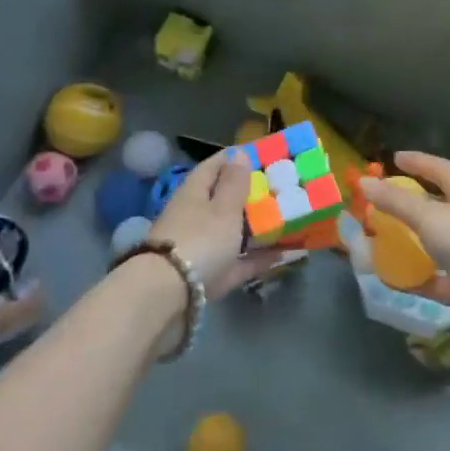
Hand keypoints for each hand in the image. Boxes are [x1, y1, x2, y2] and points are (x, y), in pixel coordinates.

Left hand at [149, 150, 284, 298]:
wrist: (165, 296)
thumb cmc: (200, 240)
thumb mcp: (224, 208)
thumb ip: (235, 183)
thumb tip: (239, 154)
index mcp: (194, 192)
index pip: (214, 165)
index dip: (236, 158)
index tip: (262, 156)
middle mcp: (193, 216)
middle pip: (221, 200)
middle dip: (247, 195)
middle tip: (279, 190)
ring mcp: (197, 248)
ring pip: (228, 232)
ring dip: (253, 227)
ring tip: (283, 221)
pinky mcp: (205, 276)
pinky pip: (235, 261)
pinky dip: (254, 257)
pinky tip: (280, 255)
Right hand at [360, 151, 449, 345]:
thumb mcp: (431, 217)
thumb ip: (397, 202)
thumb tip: (364, 182)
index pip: (440, 170)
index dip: (418, 162)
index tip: (395, 158)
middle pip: (435, 209)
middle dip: (407, 208)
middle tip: (376, 209)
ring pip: (434, 247)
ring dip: (408, 246)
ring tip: (377, 246)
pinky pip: (436, 282)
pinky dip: (415, 280)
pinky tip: (391, 282)